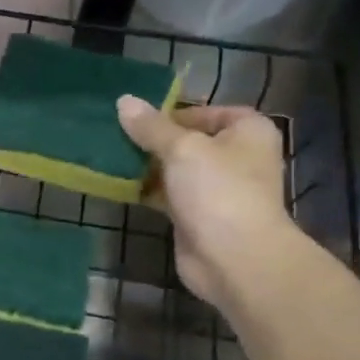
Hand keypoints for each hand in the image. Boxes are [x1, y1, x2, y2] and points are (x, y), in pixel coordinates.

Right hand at [117, 98, 296, 307]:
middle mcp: (237, 157)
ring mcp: (217, 189)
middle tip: (116, 137)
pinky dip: (148, 191)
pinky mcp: (197, 216)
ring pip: (176, 170)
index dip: (172, 112)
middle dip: (154, 141)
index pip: (206, 111)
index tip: (137, 119)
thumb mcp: (181, 149)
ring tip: (111, 158)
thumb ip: (151, 127)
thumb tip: (123, 101)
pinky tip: (120, 186)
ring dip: (147, 167)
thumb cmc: (218, 191)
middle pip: (189, 140)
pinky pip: (169, 195)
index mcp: (247, 131)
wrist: (234, 258)